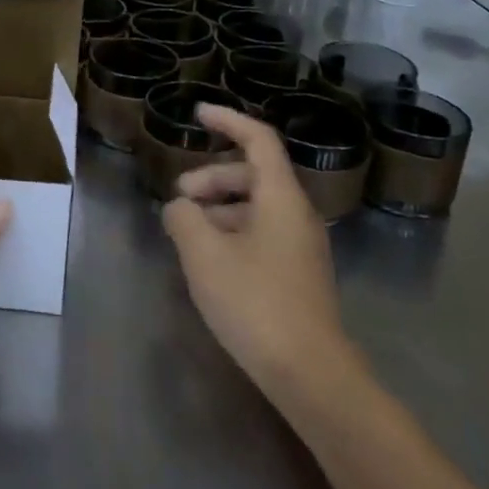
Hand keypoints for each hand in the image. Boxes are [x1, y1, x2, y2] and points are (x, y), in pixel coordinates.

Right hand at [163, 104, 365, 400]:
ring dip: (218, 208)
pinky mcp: (296, 275)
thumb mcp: (203, 253)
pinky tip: (208, 260)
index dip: (227, 120)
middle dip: (211, 177)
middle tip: (179, 197)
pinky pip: (260, 234)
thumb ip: (183, 218)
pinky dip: (230, 232)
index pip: (258, 140)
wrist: (310, 375)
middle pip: (252, 175)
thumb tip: (180, 208)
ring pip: (255, 207)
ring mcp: (300, 247)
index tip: (196, 114)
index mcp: (281, 197)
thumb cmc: (255, 302)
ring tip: (186, 232)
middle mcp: (296, 214)